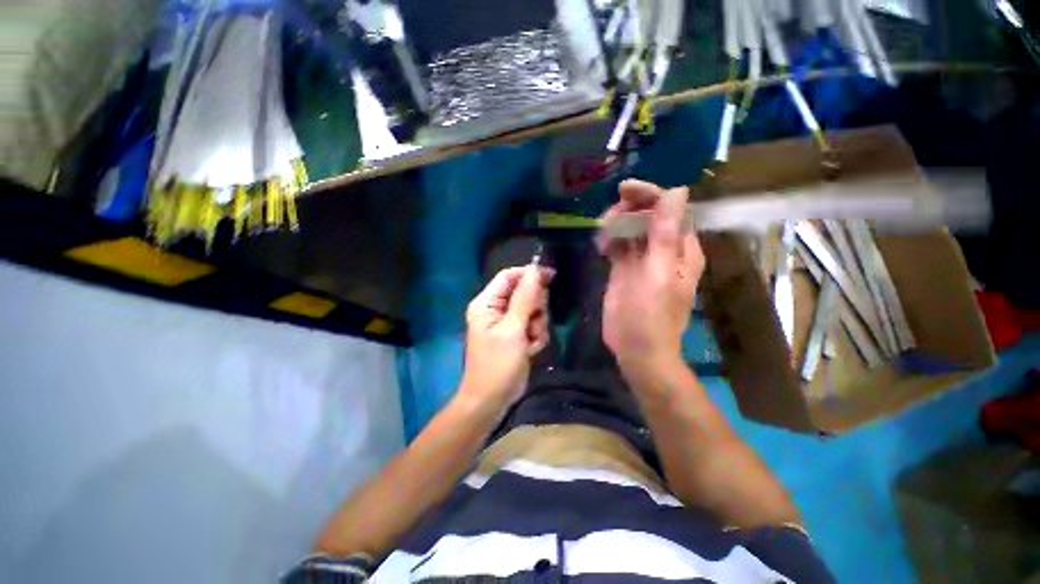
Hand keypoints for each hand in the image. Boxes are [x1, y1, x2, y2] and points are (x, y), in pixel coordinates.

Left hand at [460, 265, 553, 409]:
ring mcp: (506, 322)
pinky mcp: (515, 334)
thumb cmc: (498, 365)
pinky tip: (530, 350)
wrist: (491, 401)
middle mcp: (495, 308)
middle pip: (524, 292)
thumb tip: (535, 269)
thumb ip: (525, 298)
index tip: (552, 276)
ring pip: (532, 309)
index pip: (509, 276)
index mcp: (486, 303)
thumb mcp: (513, 330)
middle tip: (533, 325)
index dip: (529, 274)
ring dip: (537, 325)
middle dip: (535, 308)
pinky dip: (536, 336)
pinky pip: (533, 325)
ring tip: (530, 342)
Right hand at [599, 179, 704, 371]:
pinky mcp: (624, 269)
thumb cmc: (650, 315)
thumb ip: (666, 234)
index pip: (670, 208)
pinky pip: (618, 245)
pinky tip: (601, 248)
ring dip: (616, 224)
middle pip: (649, 215)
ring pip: (631, 229)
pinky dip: (609, 240)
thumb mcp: (659, 273)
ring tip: (603, 235)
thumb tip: (677, 191)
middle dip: (629, 210)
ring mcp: (643, 260)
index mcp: (681, 249)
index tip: (623, 191)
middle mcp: (664, 250)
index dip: (649, 195)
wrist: (636, 348)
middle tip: (609, 219)